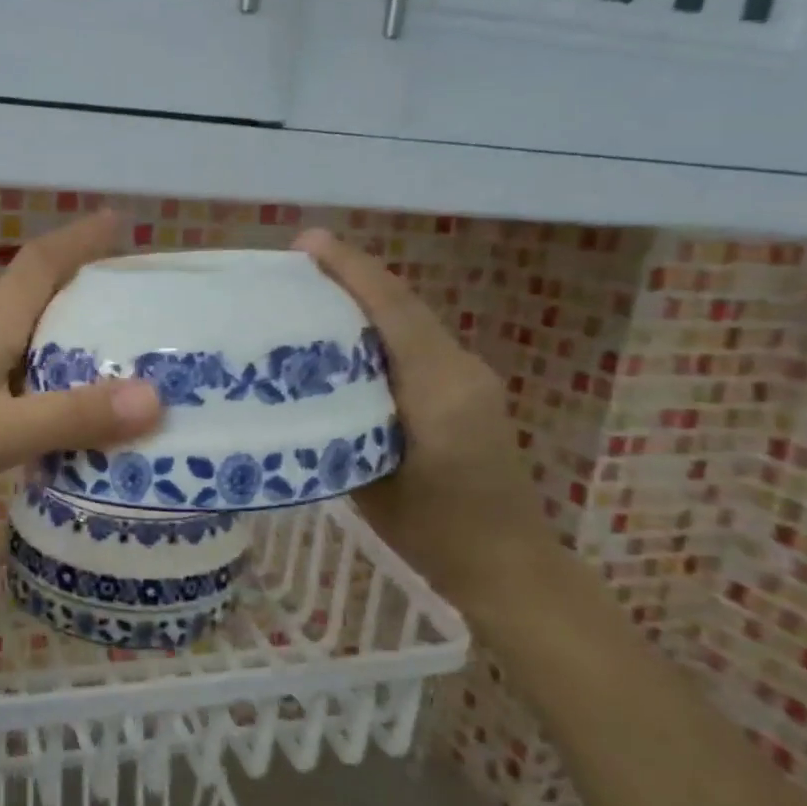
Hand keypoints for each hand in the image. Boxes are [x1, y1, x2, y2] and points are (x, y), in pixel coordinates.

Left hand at [0, 211, 162, 512]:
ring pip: (16, 341)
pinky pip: (0, 374)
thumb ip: (71, 417)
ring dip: (57, 343)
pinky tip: (43, 415)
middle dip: (80, 294)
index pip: (40, 264)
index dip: (79, 238)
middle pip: (32, 299)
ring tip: (103, 369)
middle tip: (130, 311)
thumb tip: (155, 397)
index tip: (117, 220)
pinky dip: (32, 381)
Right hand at [292, 229, 556, 603]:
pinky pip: (420, 345)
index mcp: (438, 389)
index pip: (393, 311)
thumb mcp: (370, 483)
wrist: (507, 564)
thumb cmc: (434, 534)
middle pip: (403, 307)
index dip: (350, 270)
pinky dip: (383, 330)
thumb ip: (345, 425)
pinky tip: (349, 340)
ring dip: (368, 301)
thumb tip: (307, 389)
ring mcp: (471, 377)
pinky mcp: (470, 390)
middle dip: (354, 277)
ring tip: (314, 294)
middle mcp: (461, 369)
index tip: (308, 242)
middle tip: (299, 265)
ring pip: (412, 323)